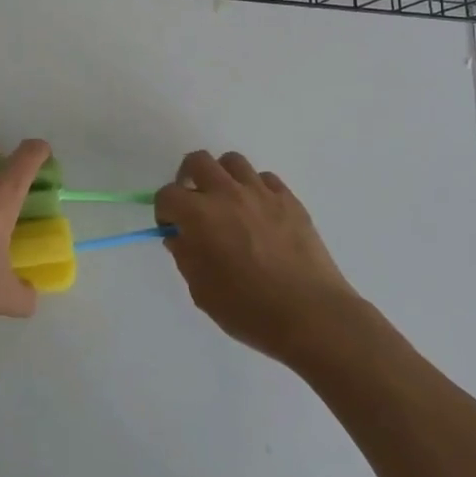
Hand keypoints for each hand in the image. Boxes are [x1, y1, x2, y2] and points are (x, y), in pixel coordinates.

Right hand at [155, 151, 359, 366]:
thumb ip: (186, 257)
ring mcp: (261, 192)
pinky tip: (258, 212)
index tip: (172, 229)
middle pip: (197, 161)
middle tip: (193, 203)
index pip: (167, 194)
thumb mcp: (203, 291)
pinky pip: (265, 178)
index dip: (164, 211)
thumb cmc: (250, 310)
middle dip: (187, 178)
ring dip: (222, 177)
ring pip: (233, 161)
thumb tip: (180, 236)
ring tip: (226, 202)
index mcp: (200, 215)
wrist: (311, 315)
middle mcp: (227, 193)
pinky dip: (255, 188)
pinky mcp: (289, 199)